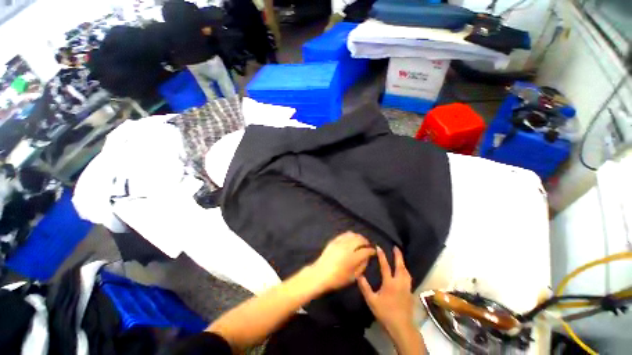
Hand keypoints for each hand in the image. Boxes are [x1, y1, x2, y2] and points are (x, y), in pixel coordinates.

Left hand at [310, 232, 375, 291]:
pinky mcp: (334, 241)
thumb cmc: (337, 279)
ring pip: (352, 235)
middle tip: (368, 245)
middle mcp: (347, 248)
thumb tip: (366, 258)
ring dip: (358, 237)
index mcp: (353, 258)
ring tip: (361, 240)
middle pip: (359, 240)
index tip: (373, 251)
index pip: (366, 251)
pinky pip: (343, 235)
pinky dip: (349, 235)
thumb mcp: (353, 277)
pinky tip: (351, 237)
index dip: (371, 250)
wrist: (320, 274)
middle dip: (366, 241)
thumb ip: (362, 266)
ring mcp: (339, 243)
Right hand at [358, 246, 415, 337]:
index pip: (385, 266)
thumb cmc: (385, 313)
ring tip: (400, 258)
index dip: (382, 256)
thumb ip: (365, 287)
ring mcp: (406, 288)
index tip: (379, 247)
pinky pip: (408, 278)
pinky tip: (404, 273)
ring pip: (406, 272)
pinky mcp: (410, 293)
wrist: (402, 327)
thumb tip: (359, 275)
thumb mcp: (372, 301)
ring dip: (403, 263)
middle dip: (398, 256)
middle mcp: (400, 283)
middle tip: (396, 248)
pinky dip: (406, 272)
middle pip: (400, 266)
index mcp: (390, 283)